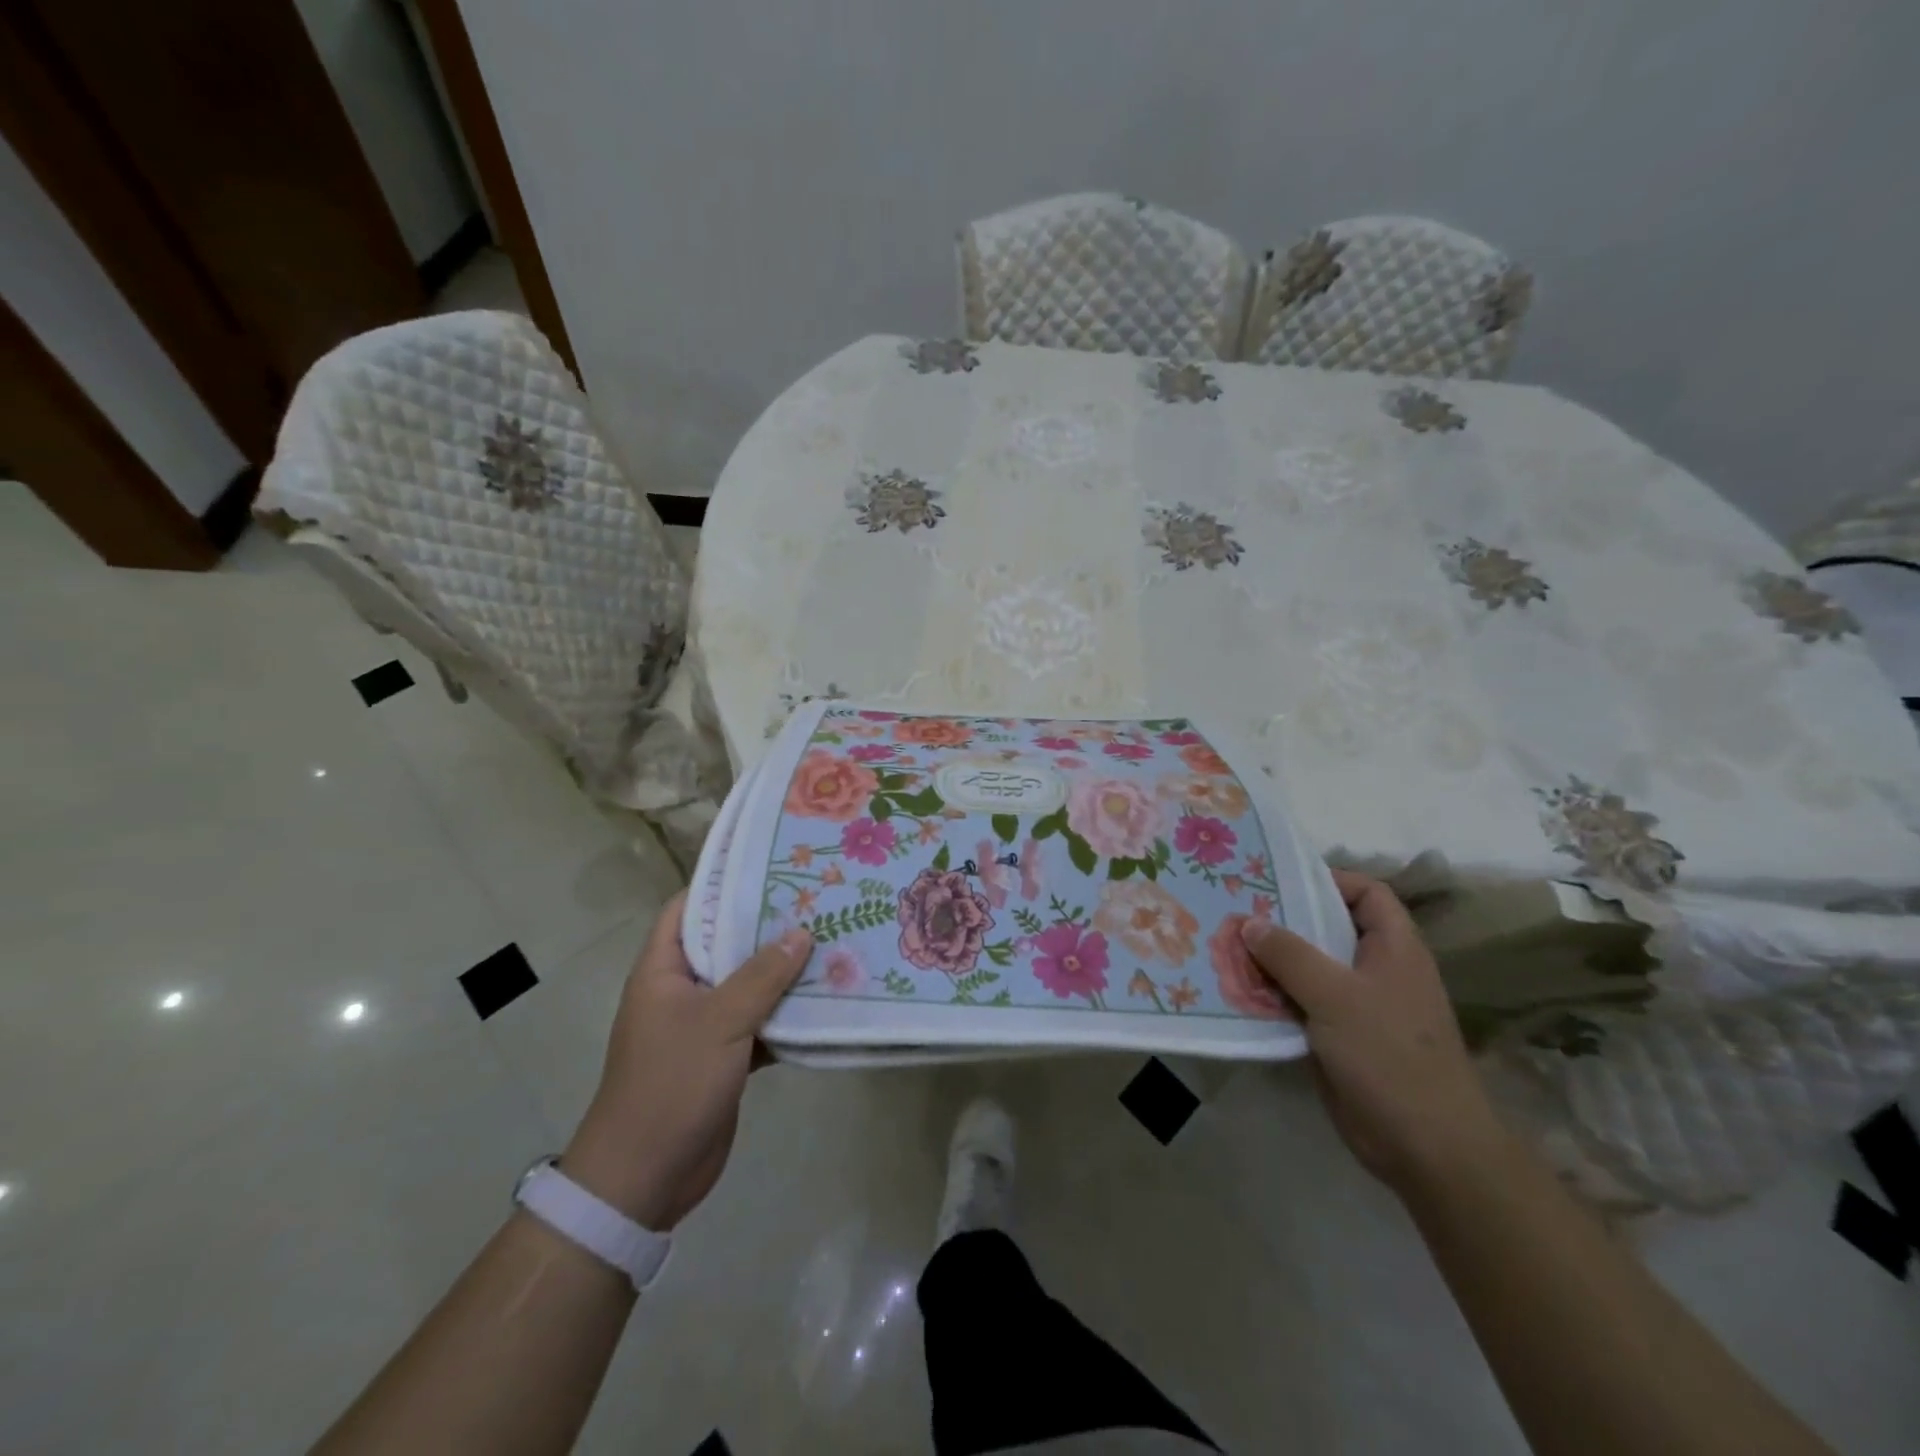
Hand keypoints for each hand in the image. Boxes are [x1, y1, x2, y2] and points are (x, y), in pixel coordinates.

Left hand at [561, 893, 811, 1230]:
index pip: (689, 908)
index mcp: (663, 969)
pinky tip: (827, 999)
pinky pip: (760, 1022)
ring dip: (784, 971)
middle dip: (768, 926)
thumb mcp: (719, 1022)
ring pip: (749, 984)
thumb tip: (802, 932)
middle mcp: (683, 989)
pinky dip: (787, 1014)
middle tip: (818, 900)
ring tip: (833, 940)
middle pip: (727, 944)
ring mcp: (704, 1024)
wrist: (646, 1177)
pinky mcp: (724, 1056)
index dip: (724, 884)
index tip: (771, 866)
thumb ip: (762, 975)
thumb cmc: (671, 1084)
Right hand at [1241, 871, 1502, 1192]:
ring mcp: (1358, 1005)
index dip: (1328, 879)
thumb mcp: (1335, 995)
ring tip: (1225, 945)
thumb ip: (1290, 954)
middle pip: (1329, 928)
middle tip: (1236, 908)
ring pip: (1309, 968)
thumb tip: (1249, 922)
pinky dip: (1272, 995)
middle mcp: (1376, 970)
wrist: (1425, 1146)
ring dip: (1271, 959)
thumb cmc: (1389, 1055)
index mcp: (1393, 948)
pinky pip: (1300, 1003)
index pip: (1366, 893)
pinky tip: (1236, 991)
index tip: (1279, 881)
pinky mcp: (1339, 1038)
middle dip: (1284, 919)